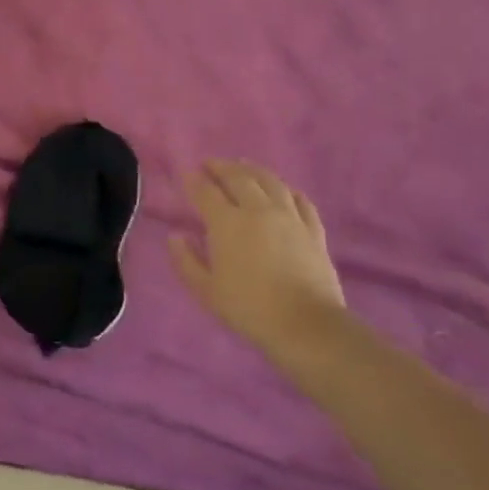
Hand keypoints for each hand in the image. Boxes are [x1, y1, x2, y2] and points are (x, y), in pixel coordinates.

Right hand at [172, 161, 345, 355]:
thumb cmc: (249, 308)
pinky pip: (301, 200)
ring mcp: (289, 217)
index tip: (187, 173)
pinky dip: (288, 190)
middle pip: (238, 178)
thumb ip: (186, 260)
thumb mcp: (206, 290)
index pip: (206, 192)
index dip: (194, 180)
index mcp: (227, 223)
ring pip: (270, 182)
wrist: (305, 325)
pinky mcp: (313, 230)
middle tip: (210, 164)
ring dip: (253, 170)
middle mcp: (257, 210)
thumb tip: (176, 236)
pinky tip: (284, 190)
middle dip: (221, 167)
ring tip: (244, 166)